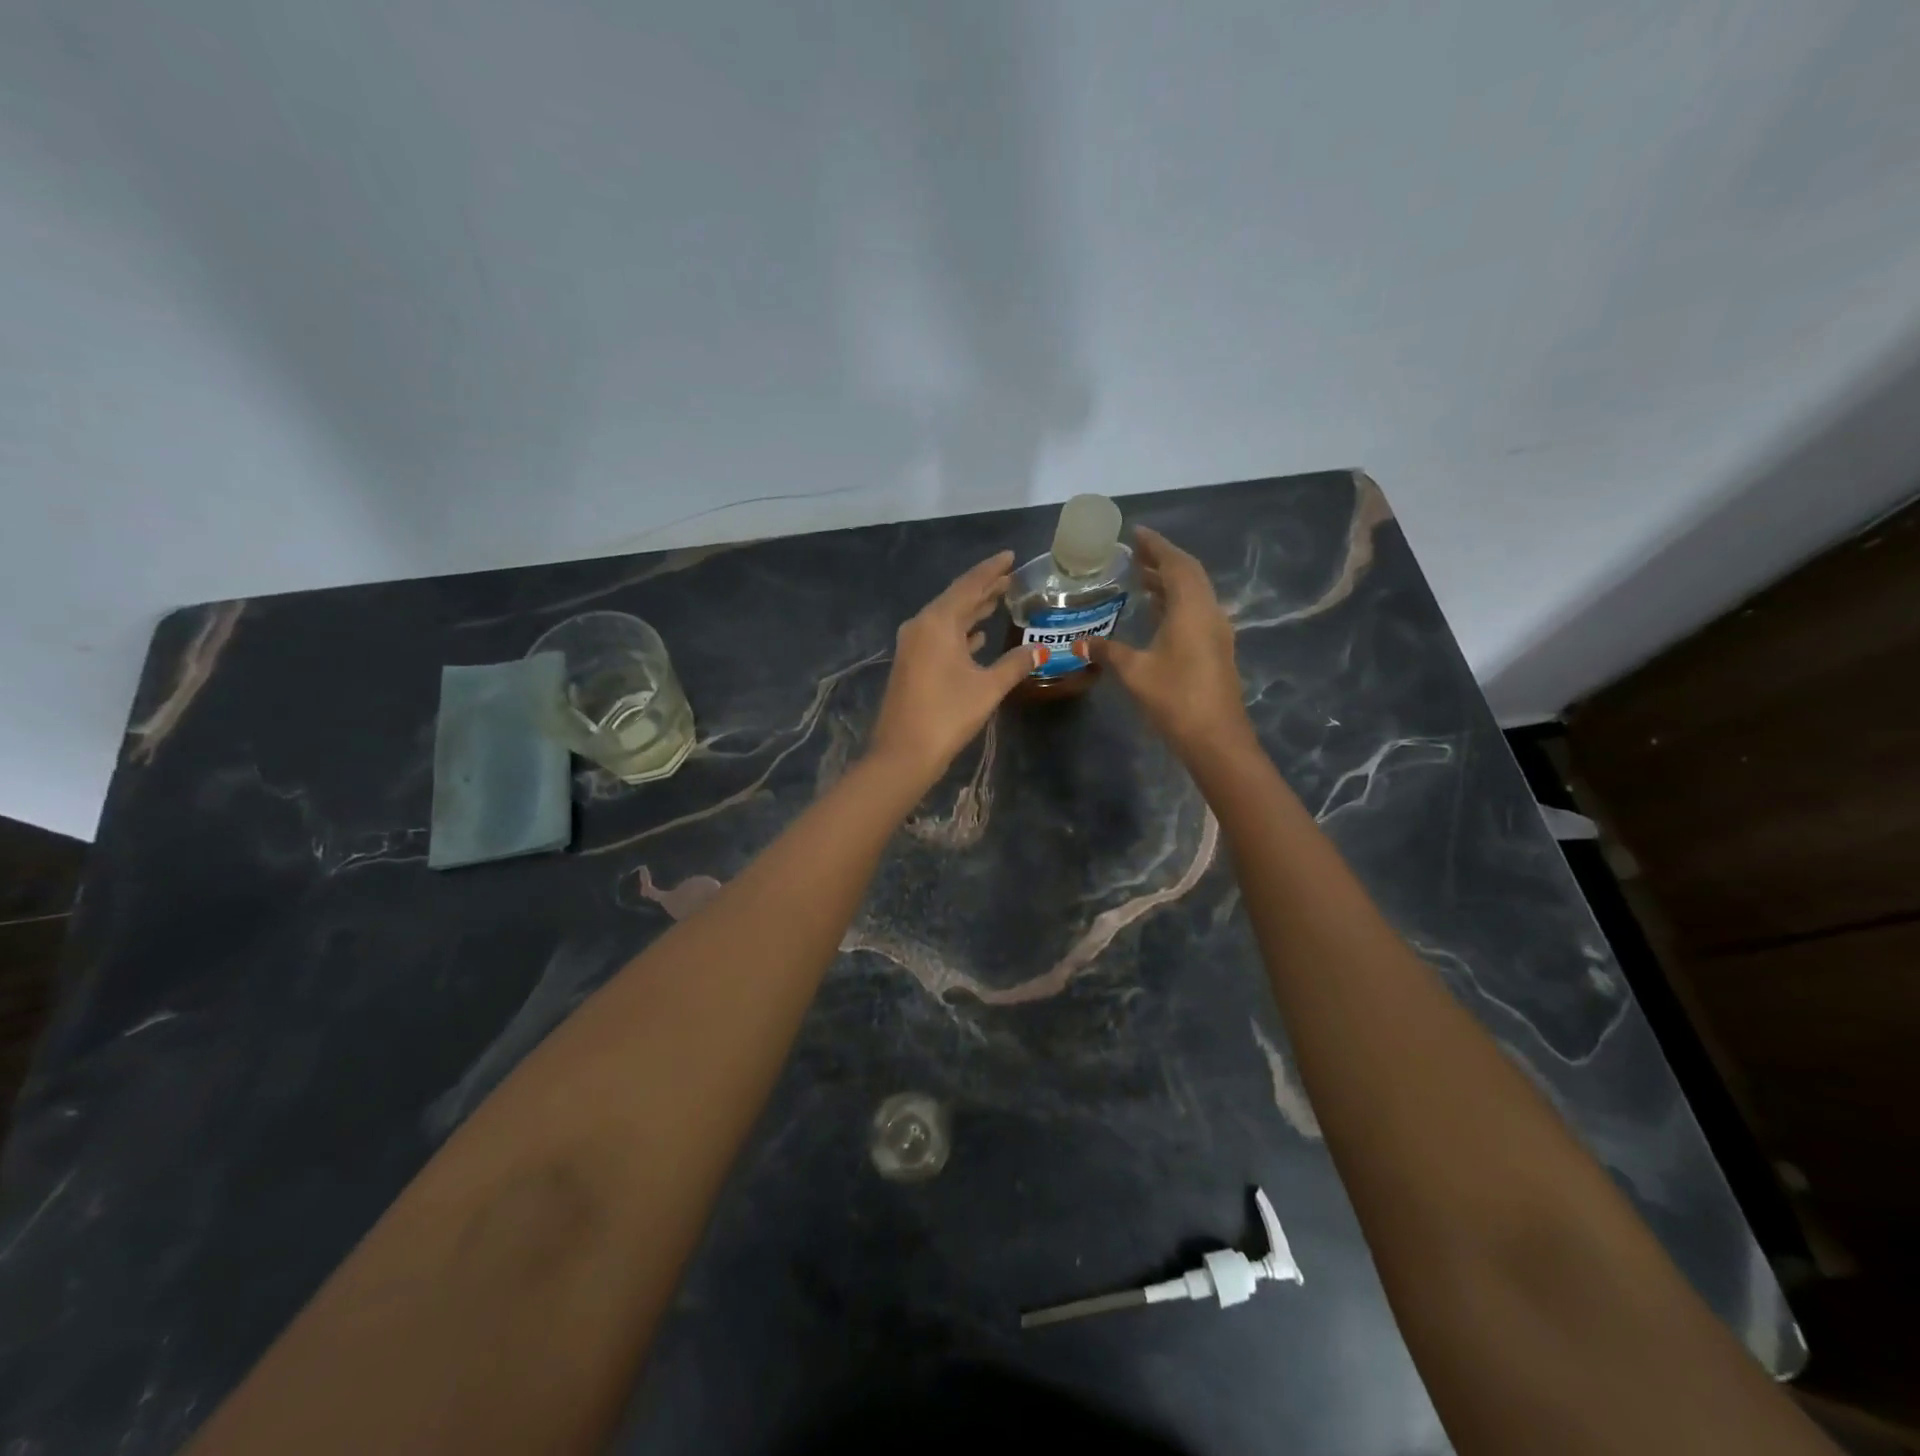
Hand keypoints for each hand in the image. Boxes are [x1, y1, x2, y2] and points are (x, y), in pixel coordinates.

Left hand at [868, 551, 1037, 786]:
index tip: (1011, 556)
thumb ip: (1016, 663)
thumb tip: (1041, 649)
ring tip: (999, 600)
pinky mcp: (911, 664)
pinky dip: (960, 632)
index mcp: (938, 622)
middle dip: (984, 588)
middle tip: (1012, 578)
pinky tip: (977, 636)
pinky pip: (940, 636)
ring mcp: (913, 646)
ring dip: (972, 610)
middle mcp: (921, 626)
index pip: (969, 585)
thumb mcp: (988, 687)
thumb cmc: (947, 715)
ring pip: (948, 618)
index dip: (992, 570)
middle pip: (957, 598)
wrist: (903, 753)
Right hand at [1089, 526, 1256, 761]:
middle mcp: (1209, 611)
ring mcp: (1216, 630)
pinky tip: (1157, 610)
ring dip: (1170, 580)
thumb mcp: (1135, 672)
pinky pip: (1196, 609)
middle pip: (1189, 573)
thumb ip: (1108, 651)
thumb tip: (1080, 642)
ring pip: (1194, 592)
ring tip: (1140, 576)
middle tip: (1134, 552)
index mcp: (1191, 608)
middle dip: (1162, 559)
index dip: (1156, 545)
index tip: (1136, 533)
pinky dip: (1176, 599)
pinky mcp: (1216, 647)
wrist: (1216, 737)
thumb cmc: (1175, 698)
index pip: (1175, 563)